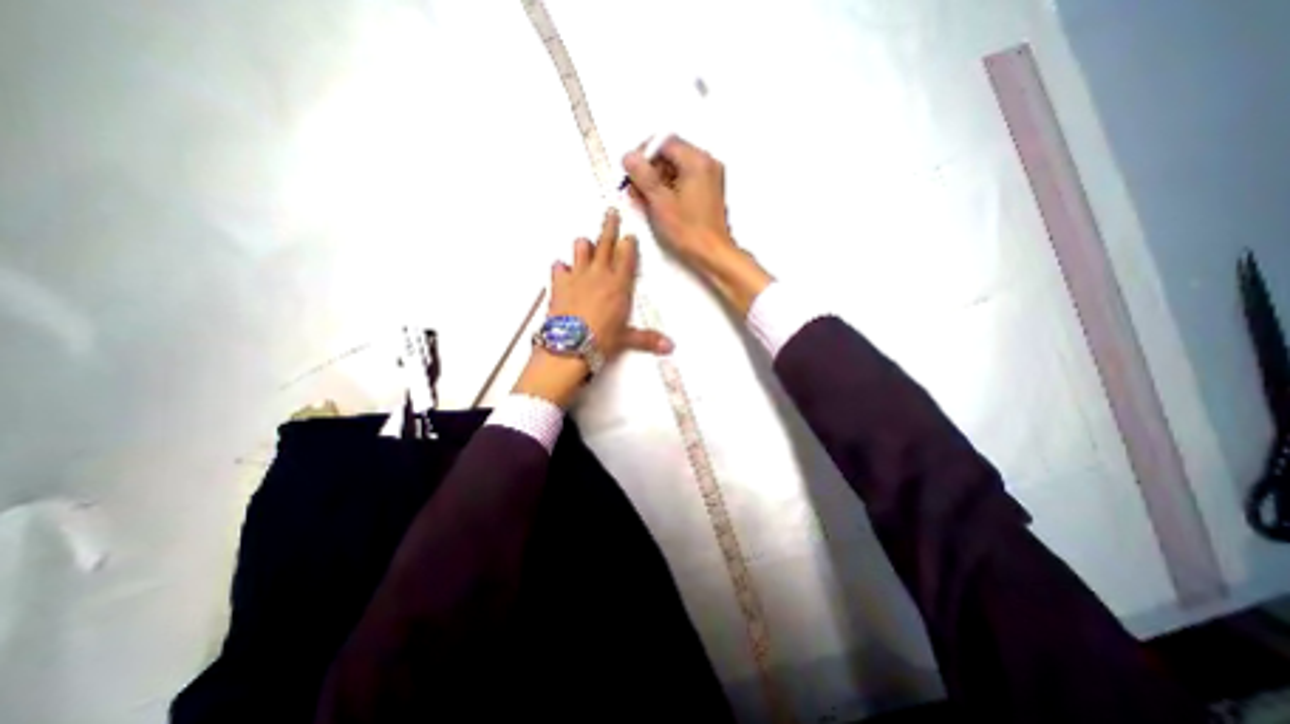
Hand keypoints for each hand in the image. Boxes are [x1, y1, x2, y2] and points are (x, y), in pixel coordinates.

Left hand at [515, 208, 674, 408]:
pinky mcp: (558, 283)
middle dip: (610, 226)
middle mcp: (599, 274)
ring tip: (586, 244)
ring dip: (585, 245)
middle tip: (611, 212)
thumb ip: (648, 339)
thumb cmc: (602, 339)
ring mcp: (577, 275)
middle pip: (605, 242)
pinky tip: (562, 271)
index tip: (630, 235)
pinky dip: (561, 268)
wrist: (570, 345)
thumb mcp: (626, 339)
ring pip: (581, 248)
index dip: (629, 244)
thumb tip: (669, 347)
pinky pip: (559, 267)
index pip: (627, 256)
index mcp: (619, 285)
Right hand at [629, 136, 774, 314]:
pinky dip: (669, 189)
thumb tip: (629, 157)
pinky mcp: (709, 192)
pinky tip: (658, 205)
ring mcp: (710, 178)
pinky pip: (685, 180)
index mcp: (697, 161)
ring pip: (676, 169)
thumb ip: (643, 176)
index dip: (643, 155)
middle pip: (670, 154)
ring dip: (657, 181)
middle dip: (649, 170)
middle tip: (635, 189)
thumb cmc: (689, 232)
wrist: (713, 254)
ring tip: (644, 200)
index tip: (631, 172)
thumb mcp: (660, 203)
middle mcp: (706, 164)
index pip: (664, 142)